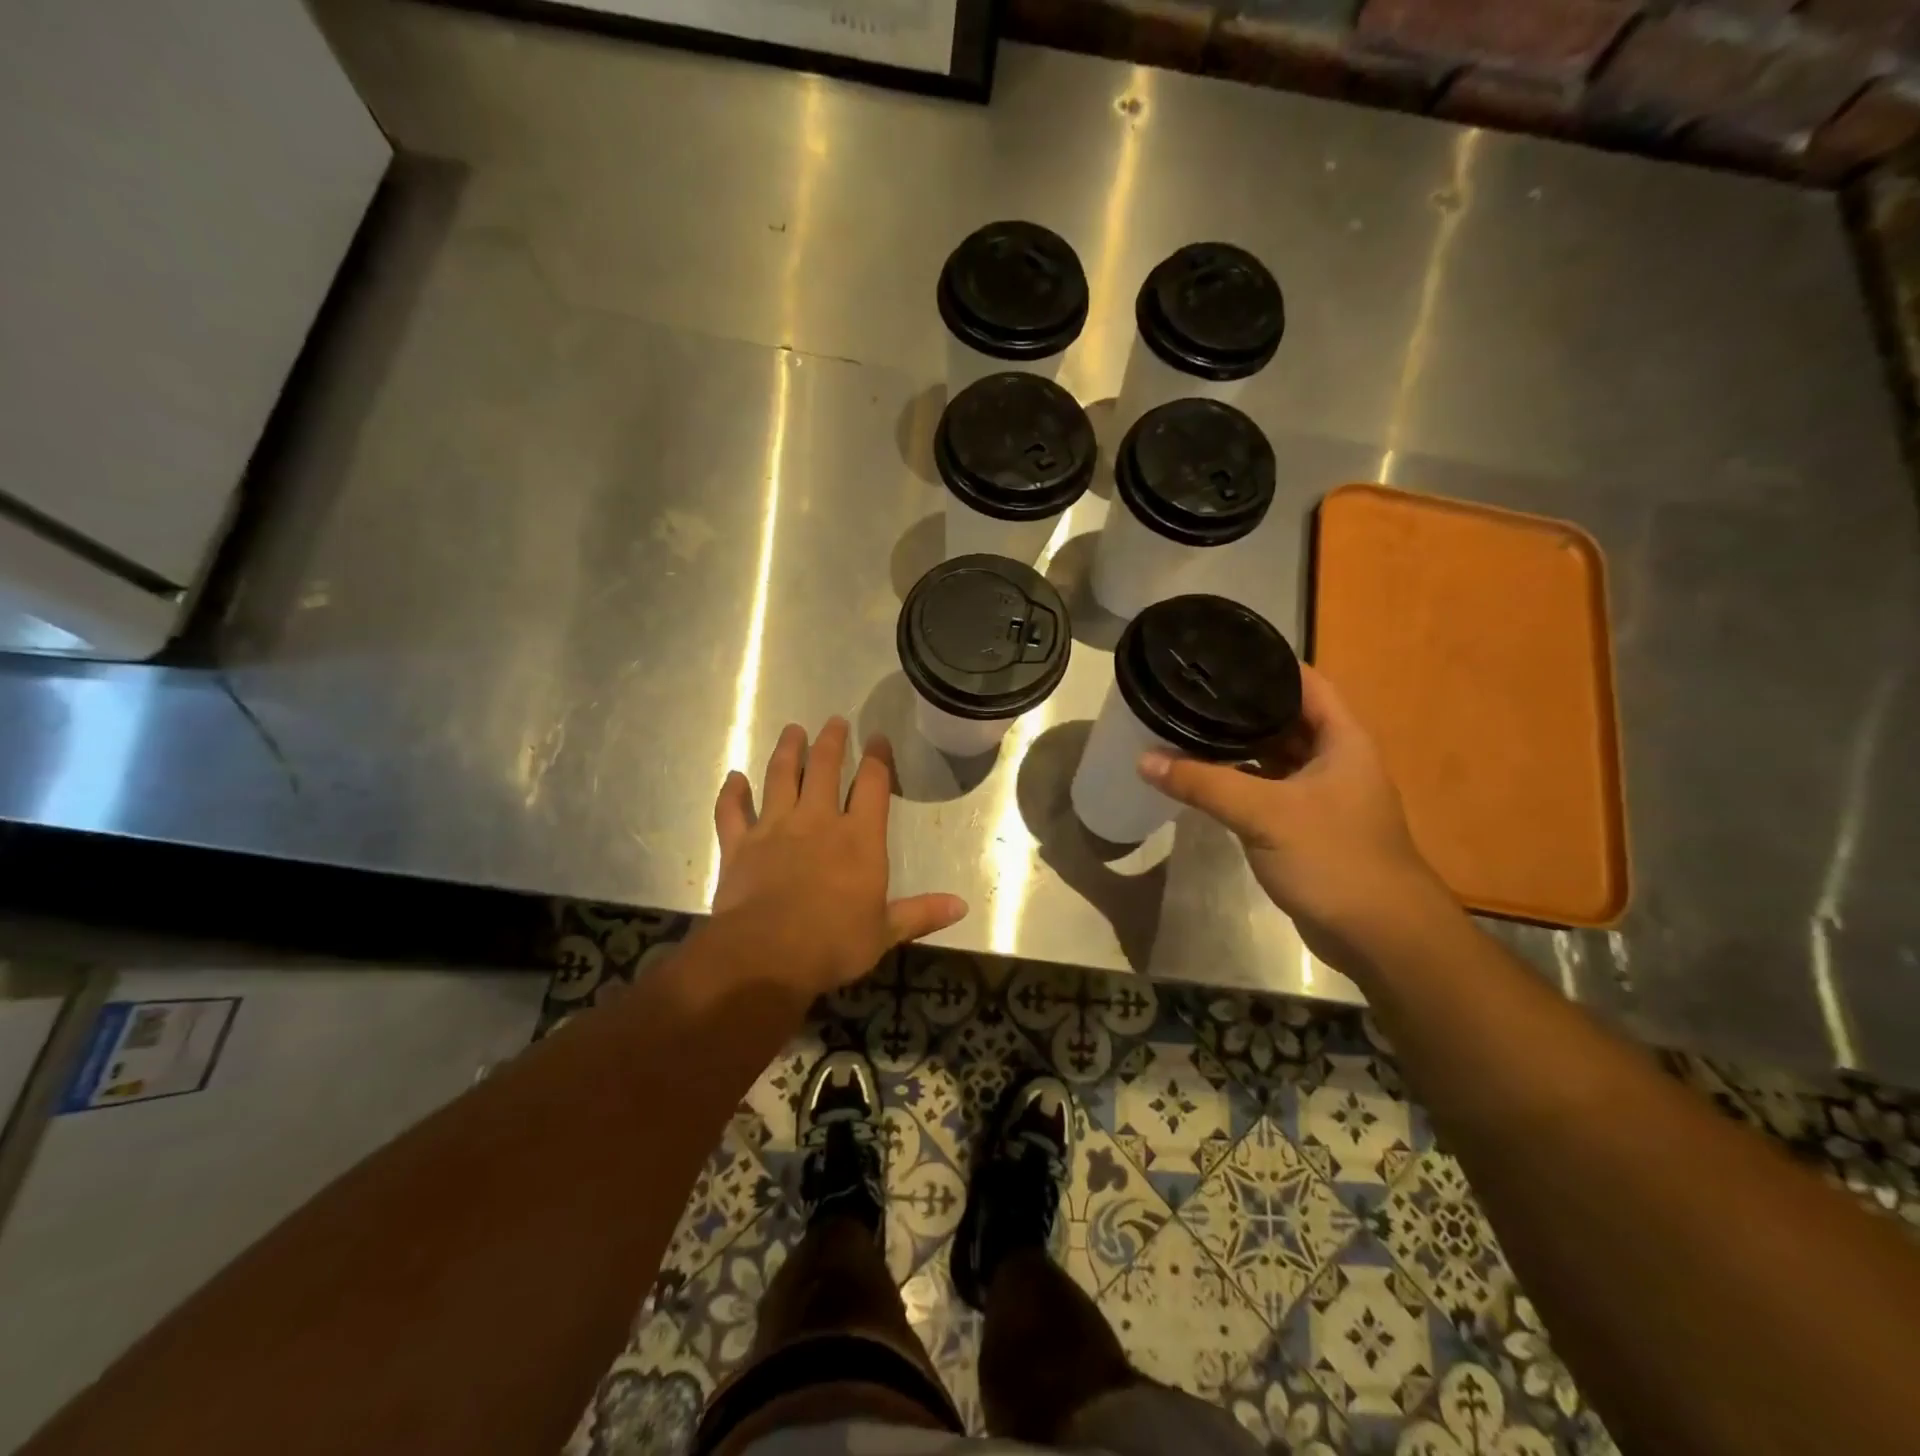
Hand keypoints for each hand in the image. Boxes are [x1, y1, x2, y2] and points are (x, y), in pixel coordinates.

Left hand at [712, 718, 967, 995]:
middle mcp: (818, 821)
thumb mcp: (885, 932)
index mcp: (859, 838)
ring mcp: (775, 828)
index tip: (878, 738)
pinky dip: (732, 793)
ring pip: (780, 778)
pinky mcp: (740, 845)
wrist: (767, 954)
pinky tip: (734, 778)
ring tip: (792, 731)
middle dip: (831, 742)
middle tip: (834, 721)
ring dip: (787, 751)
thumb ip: (921, 913)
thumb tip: (963, 906)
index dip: (878, 758)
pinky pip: (733, 811)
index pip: (873, 785)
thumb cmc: (834, 942)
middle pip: (825, 769)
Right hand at [1138, 664, 1451, 970]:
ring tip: (1186, 725)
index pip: (1305, 682)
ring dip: (1236, 745)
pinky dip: (1237, 780)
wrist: (1379, 936)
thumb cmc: (1334, 858)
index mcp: (1342, 739)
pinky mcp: (1304, 826)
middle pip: (1284, 717)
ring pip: (1272, 756)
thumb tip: (1144, 759)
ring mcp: (1319, 795)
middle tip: (1190, 690)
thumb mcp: (1265, 814)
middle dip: (1241, 705)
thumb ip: (1204, 783)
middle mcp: (1333, 759)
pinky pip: (1265, 790)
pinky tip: (1201, 776)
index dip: (1268, 664)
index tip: (1221, 653)